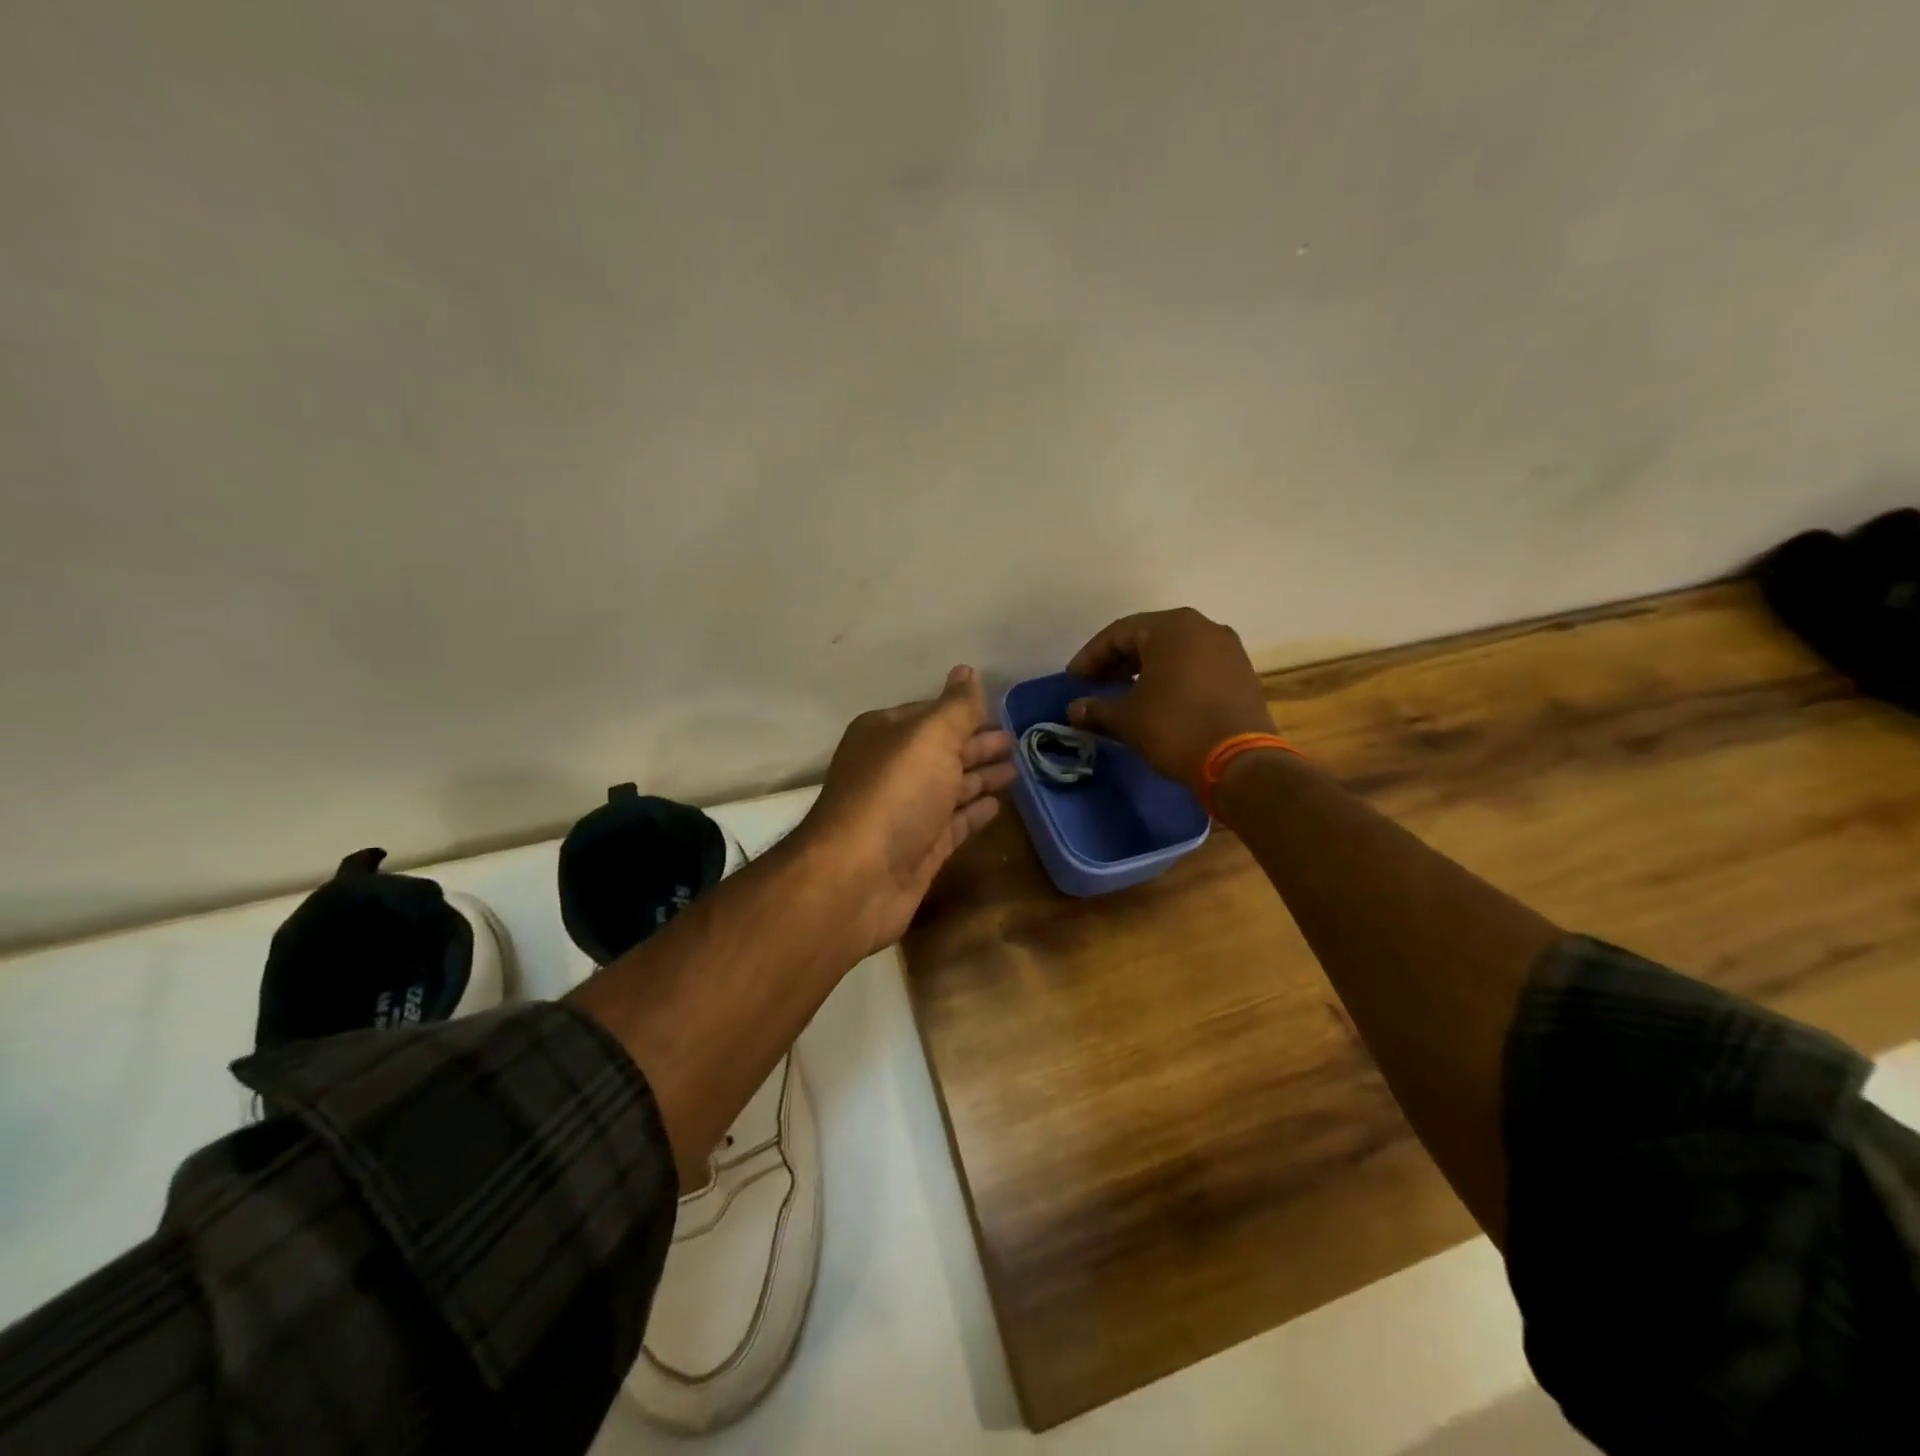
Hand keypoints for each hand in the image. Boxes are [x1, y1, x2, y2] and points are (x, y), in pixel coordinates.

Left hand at [800, 665, 1015, 951]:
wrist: (858, 879)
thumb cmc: (895, 794)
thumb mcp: (930, 737)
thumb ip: (956, 707)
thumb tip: (967, 670)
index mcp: (884, 734)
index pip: (930, 714)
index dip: (965, 713)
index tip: (1002, 712)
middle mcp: (891, 770)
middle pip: (942, 751)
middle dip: (977, 745)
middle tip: (1018, 741)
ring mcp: (905, 812)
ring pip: (950, 788)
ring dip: (980, 777)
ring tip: (1017, 769)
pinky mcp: (918, 850)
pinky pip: (953, 824)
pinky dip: (974, 813)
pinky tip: (998, 806)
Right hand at [1066, 607, 1272, 790]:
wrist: (1240, 762)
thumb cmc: (1175, 728)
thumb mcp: (1127, 719)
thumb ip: (1097, 708)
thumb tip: (1074, 710)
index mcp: (1172, 627)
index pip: (1118, 633)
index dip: (1091, 656)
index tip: (1074, 679)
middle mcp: (1203, 627)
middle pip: (1148, 637)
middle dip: (1118, 661)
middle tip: (1095, 683)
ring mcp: (1227, 649)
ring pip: (1174, 651)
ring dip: (1145, 669)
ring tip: (1123, 692)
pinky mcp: (1241, 673)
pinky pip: (1196, 665)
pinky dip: (1172, 677)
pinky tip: (1158, 699)